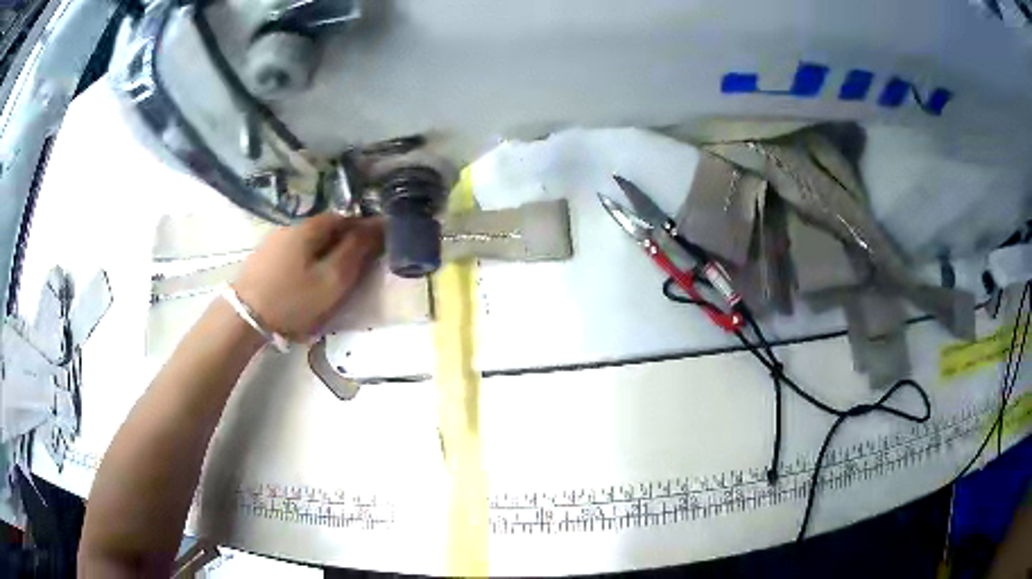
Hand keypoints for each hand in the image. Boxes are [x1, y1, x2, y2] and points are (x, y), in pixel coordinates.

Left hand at [233, 214, 383, 339]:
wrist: (243, 318)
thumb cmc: (292, 300)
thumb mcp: (332, 279)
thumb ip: (356, 251)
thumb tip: (377, 225)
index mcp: (309, 227)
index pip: (345, 217)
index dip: (362, 229)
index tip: (374, 248)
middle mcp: (290, 226)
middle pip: (325, 228)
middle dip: (343, 241)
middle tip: (354, 267)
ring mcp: (273, 241)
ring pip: (307, 241)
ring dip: (323, 252)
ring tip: (329, 277)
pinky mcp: (262, 258)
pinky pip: (293, 252)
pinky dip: (306, 261)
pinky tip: (304, 280)